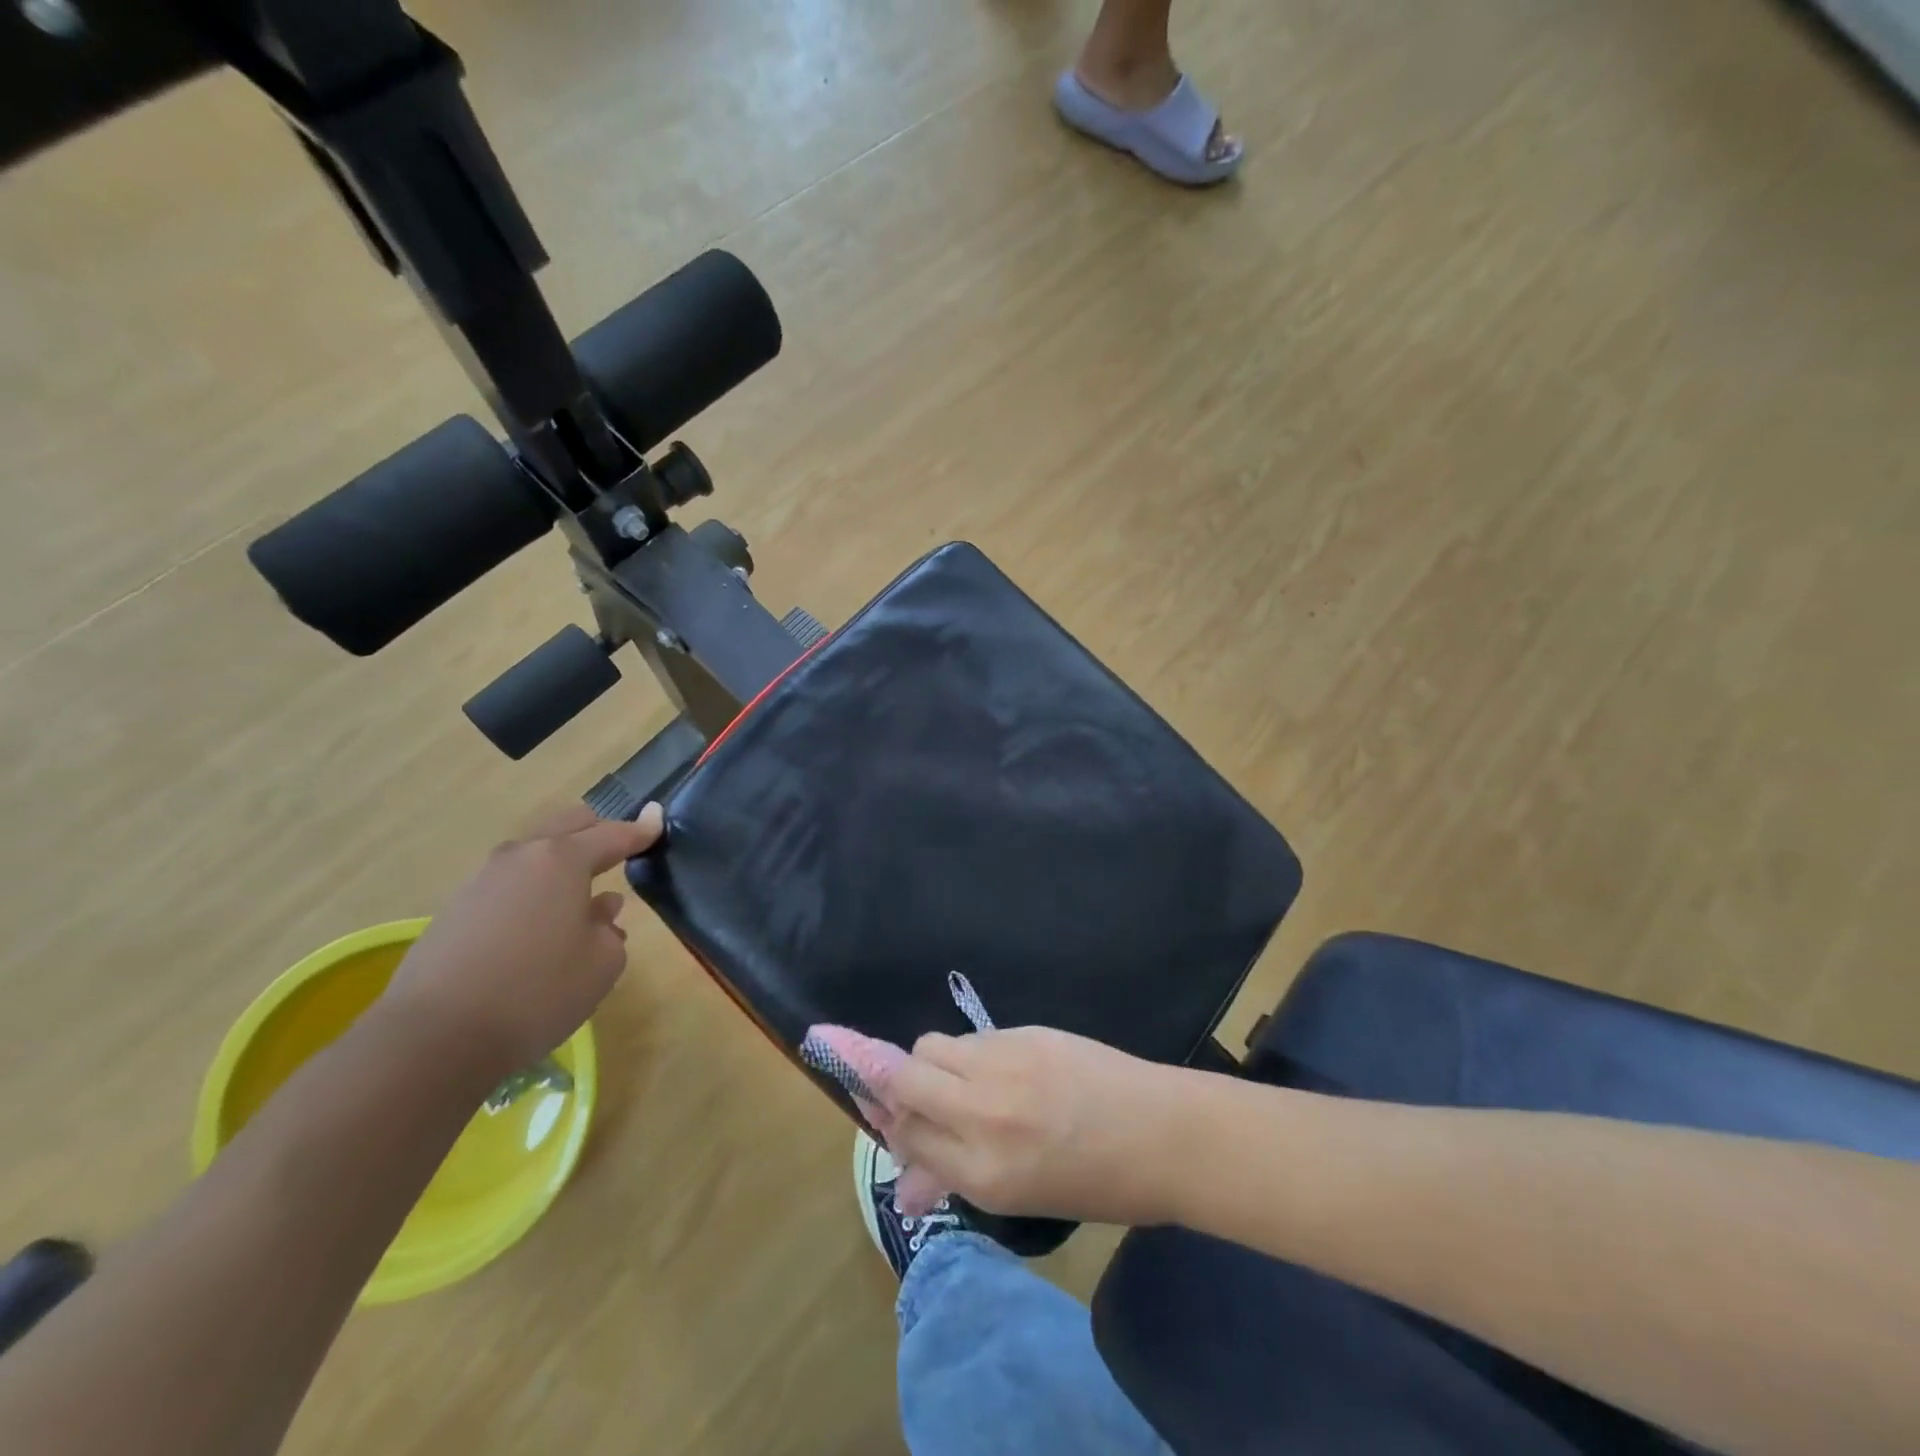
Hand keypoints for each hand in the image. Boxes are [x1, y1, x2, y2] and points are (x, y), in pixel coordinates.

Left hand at [382, 802, 662, 1077]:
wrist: (433, 1039)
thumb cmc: (537, 992)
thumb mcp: (602, 964)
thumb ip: (610, 928)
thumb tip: (599, 912)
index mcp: (562, 860)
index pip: (613, 834)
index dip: (641, 829)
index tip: (659, 819)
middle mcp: (521, 857)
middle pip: (567, 825)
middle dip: (598, 832)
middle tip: (620, 851)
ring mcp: (482, 880)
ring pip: (535, 853)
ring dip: (563, 864)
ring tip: (582, 898)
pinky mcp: (456, 909)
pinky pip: (511, 883)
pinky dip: (535, 890)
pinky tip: (543, 926)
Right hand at [870, 1026, 1200, 1226]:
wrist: (1163, 1133)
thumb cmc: (1094, 1182)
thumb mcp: (1018, 1198)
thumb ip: (953, 1181)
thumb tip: (903, 1186)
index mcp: (982, 1171)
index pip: (904, 1134)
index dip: (886, 1121)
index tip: (880, 1111)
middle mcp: (982, 1111)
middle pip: (902, 1076)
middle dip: (887, 1079)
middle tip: (901, 1089)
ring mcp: (1004, 1063)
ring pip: (932, 1046)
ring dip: (931, 1065)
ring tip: (962, 1084)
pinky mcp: (1025, 1032)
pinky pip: (972, 1037)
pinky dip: (969, 1054)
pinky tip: (1000, 1071)